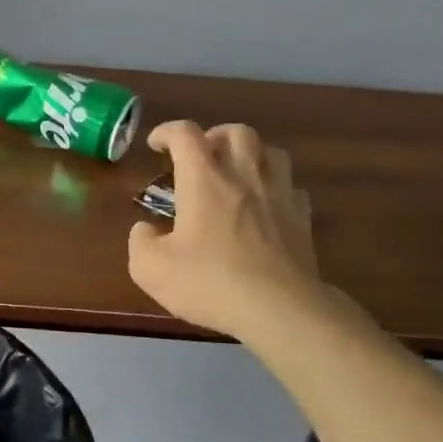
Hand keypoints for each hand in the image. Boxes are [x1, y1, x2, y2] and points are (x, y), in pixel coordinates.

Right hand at [128, 121, 320, 339]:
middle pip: (236, 132)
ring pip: (272, 152)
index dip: (167, 132)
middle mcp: (244, 176)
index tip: (156, 145)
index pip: (185, 134)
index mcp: (203, 180)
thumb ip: (140, 242)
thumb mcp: (150, 268)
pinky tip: (267, 206)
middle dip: (215, 136)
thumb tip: (146, 229)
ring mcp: (279, 196)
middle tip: (202, 156)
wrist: (279, 309)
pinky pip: (292, 188)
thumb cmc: (209, 282)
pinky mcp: (302, 220)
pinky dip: (277, 189)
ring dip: (252, 155)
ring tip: (238, 174)